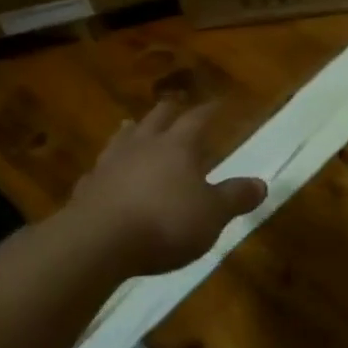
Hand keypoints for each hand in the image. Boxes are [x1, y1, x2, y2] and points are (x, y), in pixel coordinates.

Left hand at [64, 100, 266, 275]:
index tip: (220, 103)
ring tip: (133, 126)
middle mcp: (143, 146)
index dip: (211, 110)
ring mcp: (110, 165)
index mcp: (178, 146)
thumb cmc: (165, 222)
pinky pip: (98, 171)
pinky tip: (104, 174)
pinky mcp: (85, 190)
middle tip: (176, 105)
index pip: (198, 118)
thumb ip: (235, 197)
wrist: (96, 244)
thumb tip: (262, 184)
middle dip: (169, 111)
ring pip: (123, 138)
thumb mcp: (213, 214)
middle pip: (157, 118)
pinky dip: (107, 168)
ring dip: (132, 131)